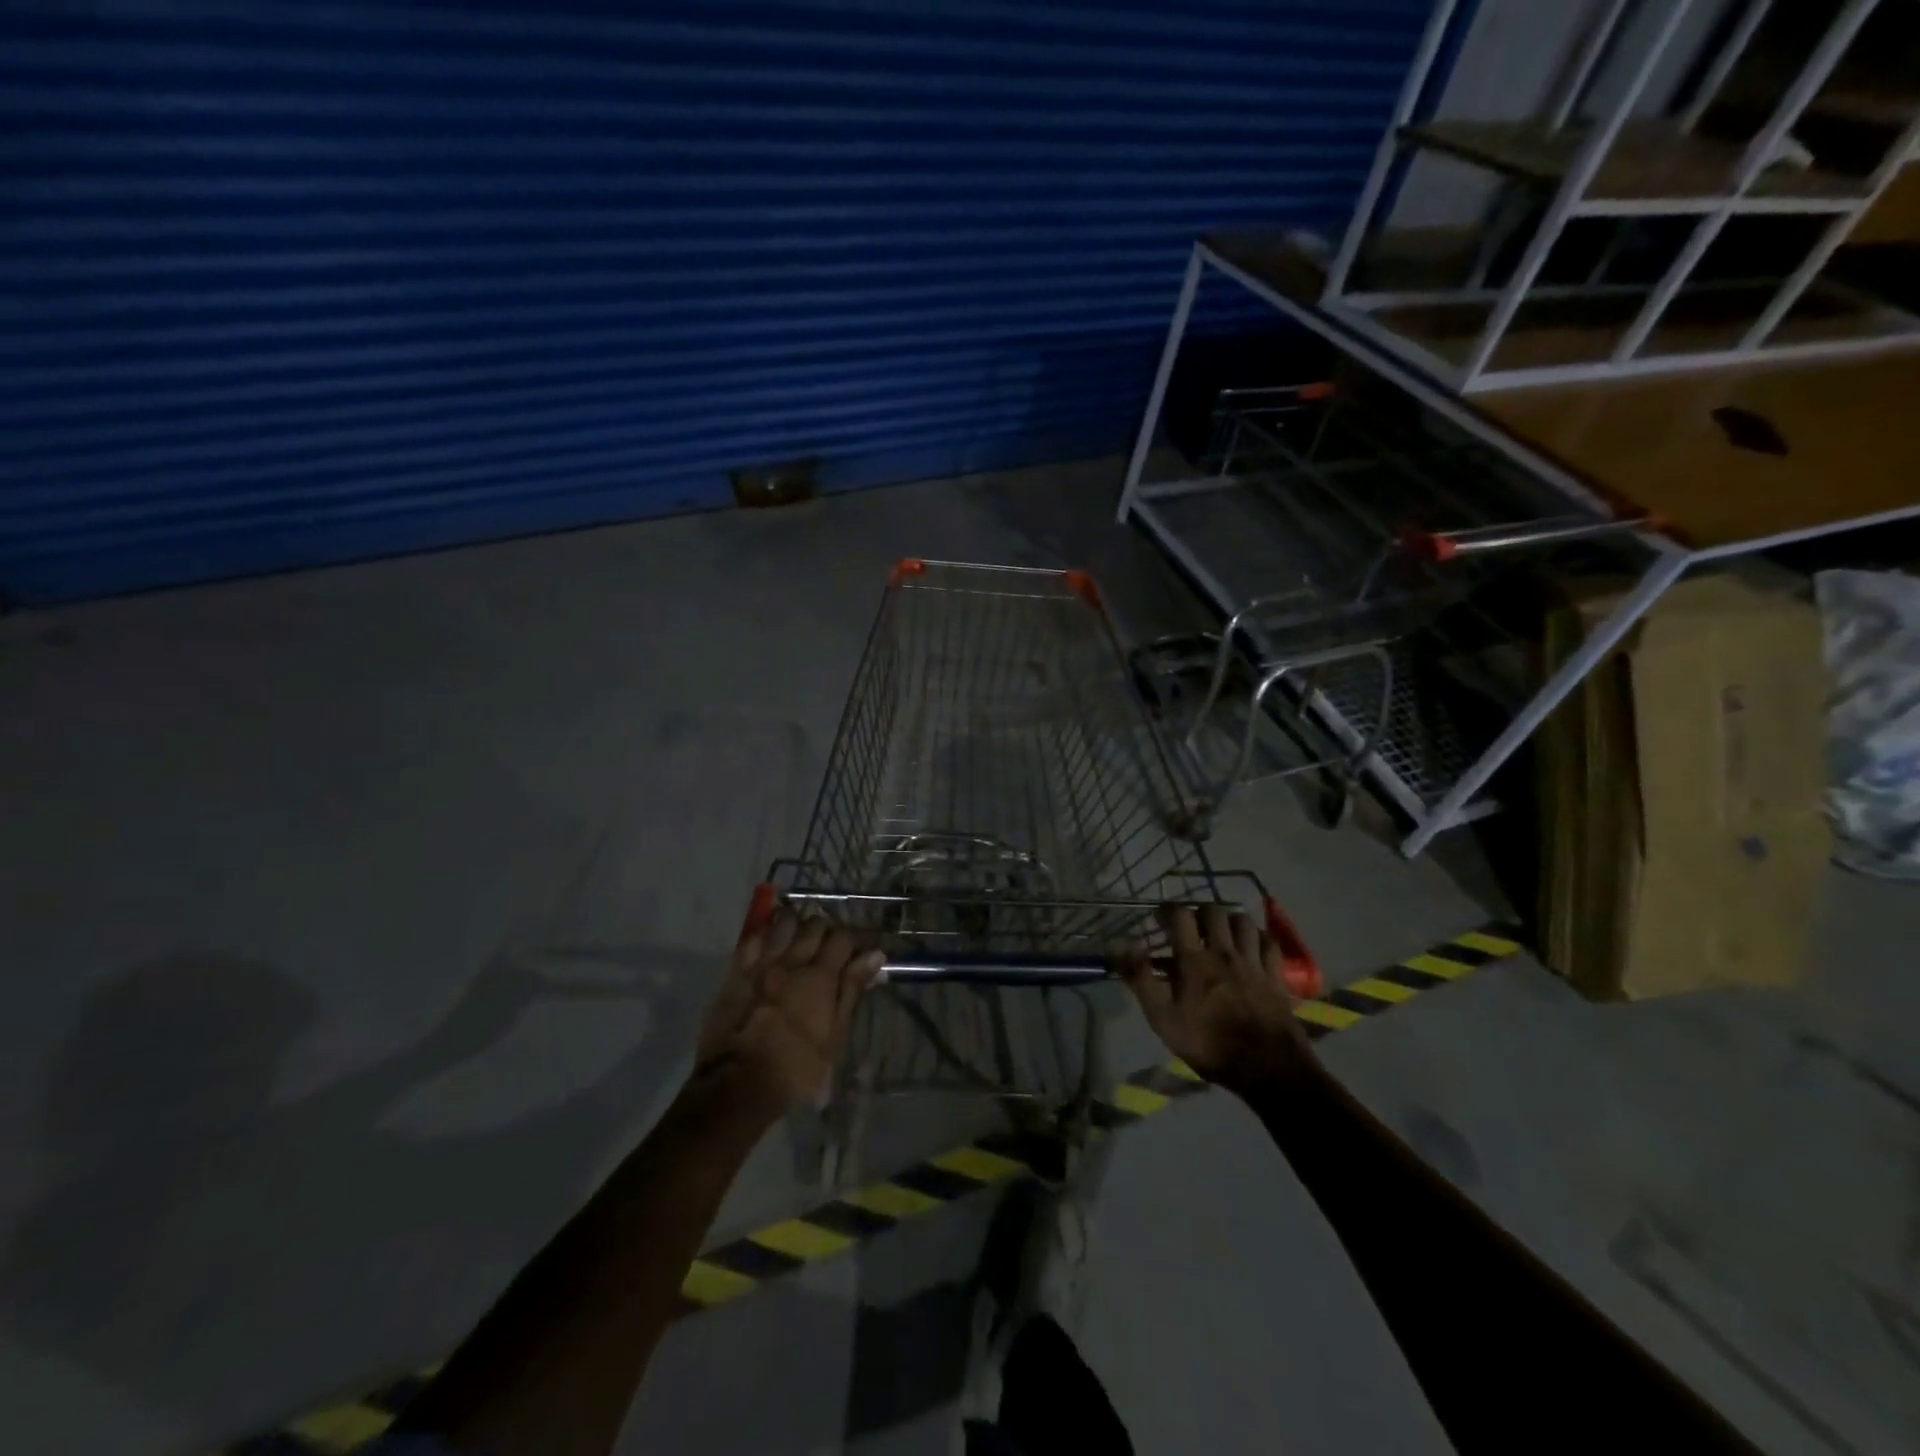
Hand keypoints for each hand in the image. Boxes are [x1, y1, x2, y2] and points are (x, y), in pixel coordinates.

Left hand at [692, 911, 883, 1114]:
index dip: (850, 941)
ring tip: (798, 940)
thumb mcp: (834, 1035)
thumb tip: (875, 954)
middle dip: (824, 930)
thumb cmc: (795, 1068)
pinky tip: (769, 945)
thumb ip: (851, 990)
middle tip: (826, 948)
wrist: (736, 1085)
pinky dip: (765, 935)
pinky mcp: (737, 971)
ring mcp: (762, 963)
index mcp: (820, 977)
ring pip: (784, 923)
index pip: (843, 937)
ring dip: (795, 925)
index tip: (852, 953)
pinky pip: (753, 938)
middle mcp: (792, 961)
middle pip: (814, 924)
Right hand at [1115, 904, 1317, 1097]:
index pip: (1181, 916)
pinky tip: (1252, 946)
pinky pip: (1269, 943)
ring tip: (1222, 933)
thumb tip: (1118, 945)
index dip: (1168, 910)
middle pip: (1214, 912)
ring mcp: (1253, 962)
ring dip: (1230, 921)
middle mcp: (1224, 952)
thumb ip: (1140, 978)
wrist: (1267, 1068)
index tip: (1160, 917)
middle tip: (1191, 925)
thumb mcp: (1163, 1018)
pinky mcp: (1276, 976)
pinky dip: (1259, 938)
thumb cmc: (1208, 1044)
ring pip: (1243, 922)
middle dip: (1199, 912)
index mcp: (1194, 961)